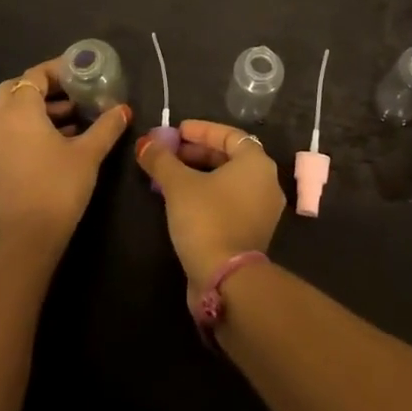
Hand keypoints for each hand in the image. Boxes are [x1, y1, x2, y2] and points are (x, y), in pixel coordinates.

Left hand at [0, 61, 130, 254]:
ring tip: (74, 118)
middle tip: (73, 93)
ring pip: (12, 112)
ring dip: (40, 108)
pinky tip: (61, 141)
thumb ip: (106, 127)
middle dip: (45, 87)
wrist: (25, 239)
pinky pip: (11, 131)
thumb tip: (123, 109)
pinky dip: (31, 126)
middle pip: (17, 89)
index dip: (59, 70)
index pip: (34, 75)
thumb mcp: (88, 154)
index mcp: (19, 111)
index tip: (83, 73)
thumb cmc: (57, 187)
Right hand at [136, 119, 285, 289]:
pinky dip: (207, 194)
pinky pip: (229, 201)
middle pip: (229, 157)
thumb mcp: (178, 184)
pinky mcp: (252, 232)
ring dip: (199, 174)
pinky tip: (181, 200)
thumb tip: (145, 144)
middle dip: (197, 152)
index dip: (201, 130)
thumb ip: (161, 160)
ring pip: (228, 181)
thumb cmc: (206, 219)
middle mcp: (266, 183)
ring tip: (169, 175)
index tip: (176, 131)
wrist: (226, 279)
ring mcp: (262, 210)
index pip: (229, 135)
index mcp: (257, 163)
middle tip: (169, 153)